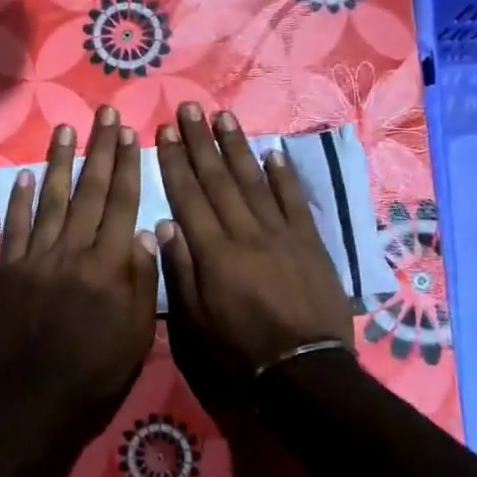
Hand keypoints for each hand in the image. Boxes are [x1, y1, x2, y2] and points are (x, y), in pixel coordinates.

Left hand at [0, 106, 159, 428]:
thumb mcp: (136, 335)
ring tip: (67, 129)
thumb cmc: (95, 374)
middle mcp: (73, 250)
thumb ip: (142, 281)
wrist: (32, 400)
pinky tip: (27, 175)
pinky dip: (21, 199)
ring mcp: (37, 257)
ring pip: (53, 199)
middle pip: (90, 191)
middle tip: (105, 114)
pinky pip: (16, 226)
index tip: (131, 133)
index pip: (121, 204)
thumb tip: (148, 232)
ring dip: (61, 162)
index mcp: (109, 266)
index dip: (127, 166)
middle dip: (100, 150)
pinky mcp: (9, 270)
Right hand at [156, 103, 355, 378]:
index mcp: (214, 252)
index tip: (166, 131)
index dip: (176, 162)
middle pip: (219, 179)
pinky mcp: (310, 241)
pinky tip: (273, 152)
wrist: (305, 368)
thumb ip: (182, 269)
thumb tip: (167, 223)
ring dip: (238, 147)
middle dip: (201, 142)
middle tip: (190, 108)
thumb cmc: (241, 349)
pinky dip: (283, 175)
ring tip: (224, 117)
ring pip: (255, 181)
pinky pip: (294, 200)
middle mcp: (246, 232)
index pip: (189, 196)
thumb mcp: (197, 320)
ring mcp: (281, 233)